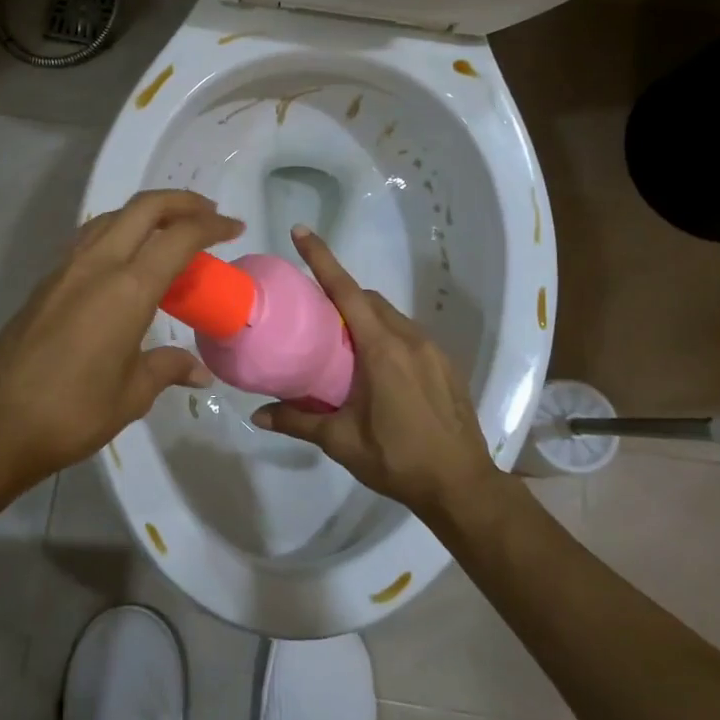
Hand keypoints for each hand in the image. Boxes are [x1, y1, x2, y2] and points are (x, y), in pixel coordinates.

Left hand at [0, 190, 243, 489]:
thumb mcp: (131, 395)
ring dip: (147, 213)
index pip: (179, 237)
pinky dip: (119, 232)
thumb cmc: (71, 413)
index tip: (234, 229)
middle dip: (181, 202)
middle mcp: (96, 265)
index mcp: (127, 289)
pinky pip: (90, 238)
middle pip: (144, 208)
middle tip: (209, 216)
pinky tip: (127, 260)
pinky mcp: (46, 282)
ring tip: (171, 232)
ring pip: (112, 217)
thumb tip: (198, 371)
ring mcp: (66, 269)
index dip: (211, 226)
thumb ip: (166, 369)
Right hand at [254, 226, 499, 518]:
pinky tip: (375, 368)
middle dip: (341, 294)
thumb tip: (257, 415)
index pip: (347, 292)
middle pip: (369, 299)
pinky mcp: (445, 365)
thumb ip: (298, 422)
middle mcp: (409, 339)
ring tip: (340, 344)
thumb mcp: (342, 441)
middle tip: (313, 313)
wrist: (463, 486)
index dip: (322, 259)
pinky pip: (408, 334)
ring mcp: (432, 350)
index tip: (301, 232)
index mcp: (382, 350)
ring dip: (364, 317)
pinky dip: (385, 334)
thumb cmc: (398, 460)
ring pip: (390, 316)